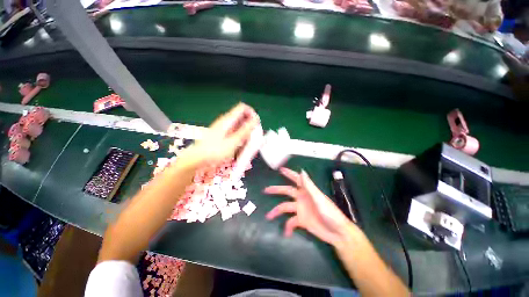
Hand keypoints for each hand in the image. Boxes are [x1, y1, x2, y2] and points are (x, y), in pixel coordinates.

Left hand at [180, 103, 258, 167]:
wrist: (197, 159)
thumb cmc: (215, 151)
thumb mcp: (233, 142)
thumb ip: (245, 130)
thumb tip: (255, 119)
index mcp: (228, 120)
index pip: (243, 108)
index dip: (252, 113)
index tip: (256, 125)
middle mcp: (225, 121)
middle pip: (242, 116)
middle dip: (250, 125)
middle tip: (253, 137)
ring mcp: (223, 127)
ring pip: (239, 125)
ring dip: (246, 132)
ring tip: (247, 143)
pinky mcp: (222, 134)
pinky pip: (235, 131)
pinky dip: (240, 136)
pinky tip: (240, 145)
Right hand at [264, 167, 355, 245]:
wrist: (337, 233)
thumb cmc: (330, 213)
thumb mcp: (319, 198)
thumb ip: (309, 186)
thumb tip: (302, 171)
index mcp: (307, 191)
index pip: (296, 179)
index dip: (289, 173)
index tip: (280, 169)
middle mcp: (301, 198)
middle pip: (286, 191)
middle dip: (276, 190)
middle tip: (265, 190)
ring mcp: (300, 209)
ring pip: (285, 207)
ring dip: (276, 211)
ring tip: (268, 216)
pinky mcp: (301, 221)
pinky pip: (291, 222)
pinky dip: (288, 227)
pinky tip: (286, 234)